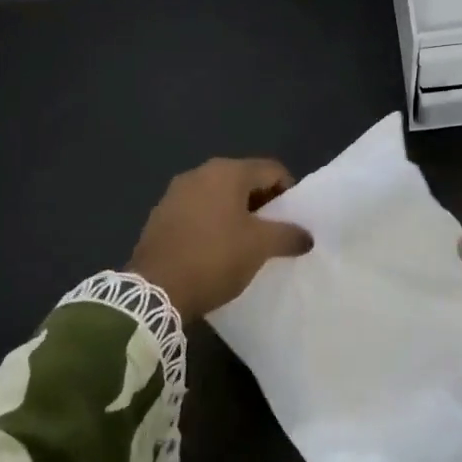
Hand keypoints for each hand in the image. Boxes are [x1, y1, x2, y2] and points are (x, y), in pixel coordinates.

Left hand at [128, 159, 312, 319]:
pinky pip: (197, 212)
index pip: (271, 170)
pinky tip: (215, 250)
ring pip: (219, 196)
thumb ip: (289, 235)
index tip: (292, 220)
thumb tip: (306, 236)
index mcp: (226, 172)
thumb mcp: (260, 247)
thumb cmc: (215, 258)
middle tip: (272, 233)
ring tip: (244, 244)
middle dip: (262, 204)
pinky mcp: (159, 216)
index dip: (289, 193)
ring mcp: (175, 193)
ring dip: (236, 214)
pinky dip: (212, 224)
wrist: (154, 291)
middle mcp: (199, 173)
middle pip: (244, 180)